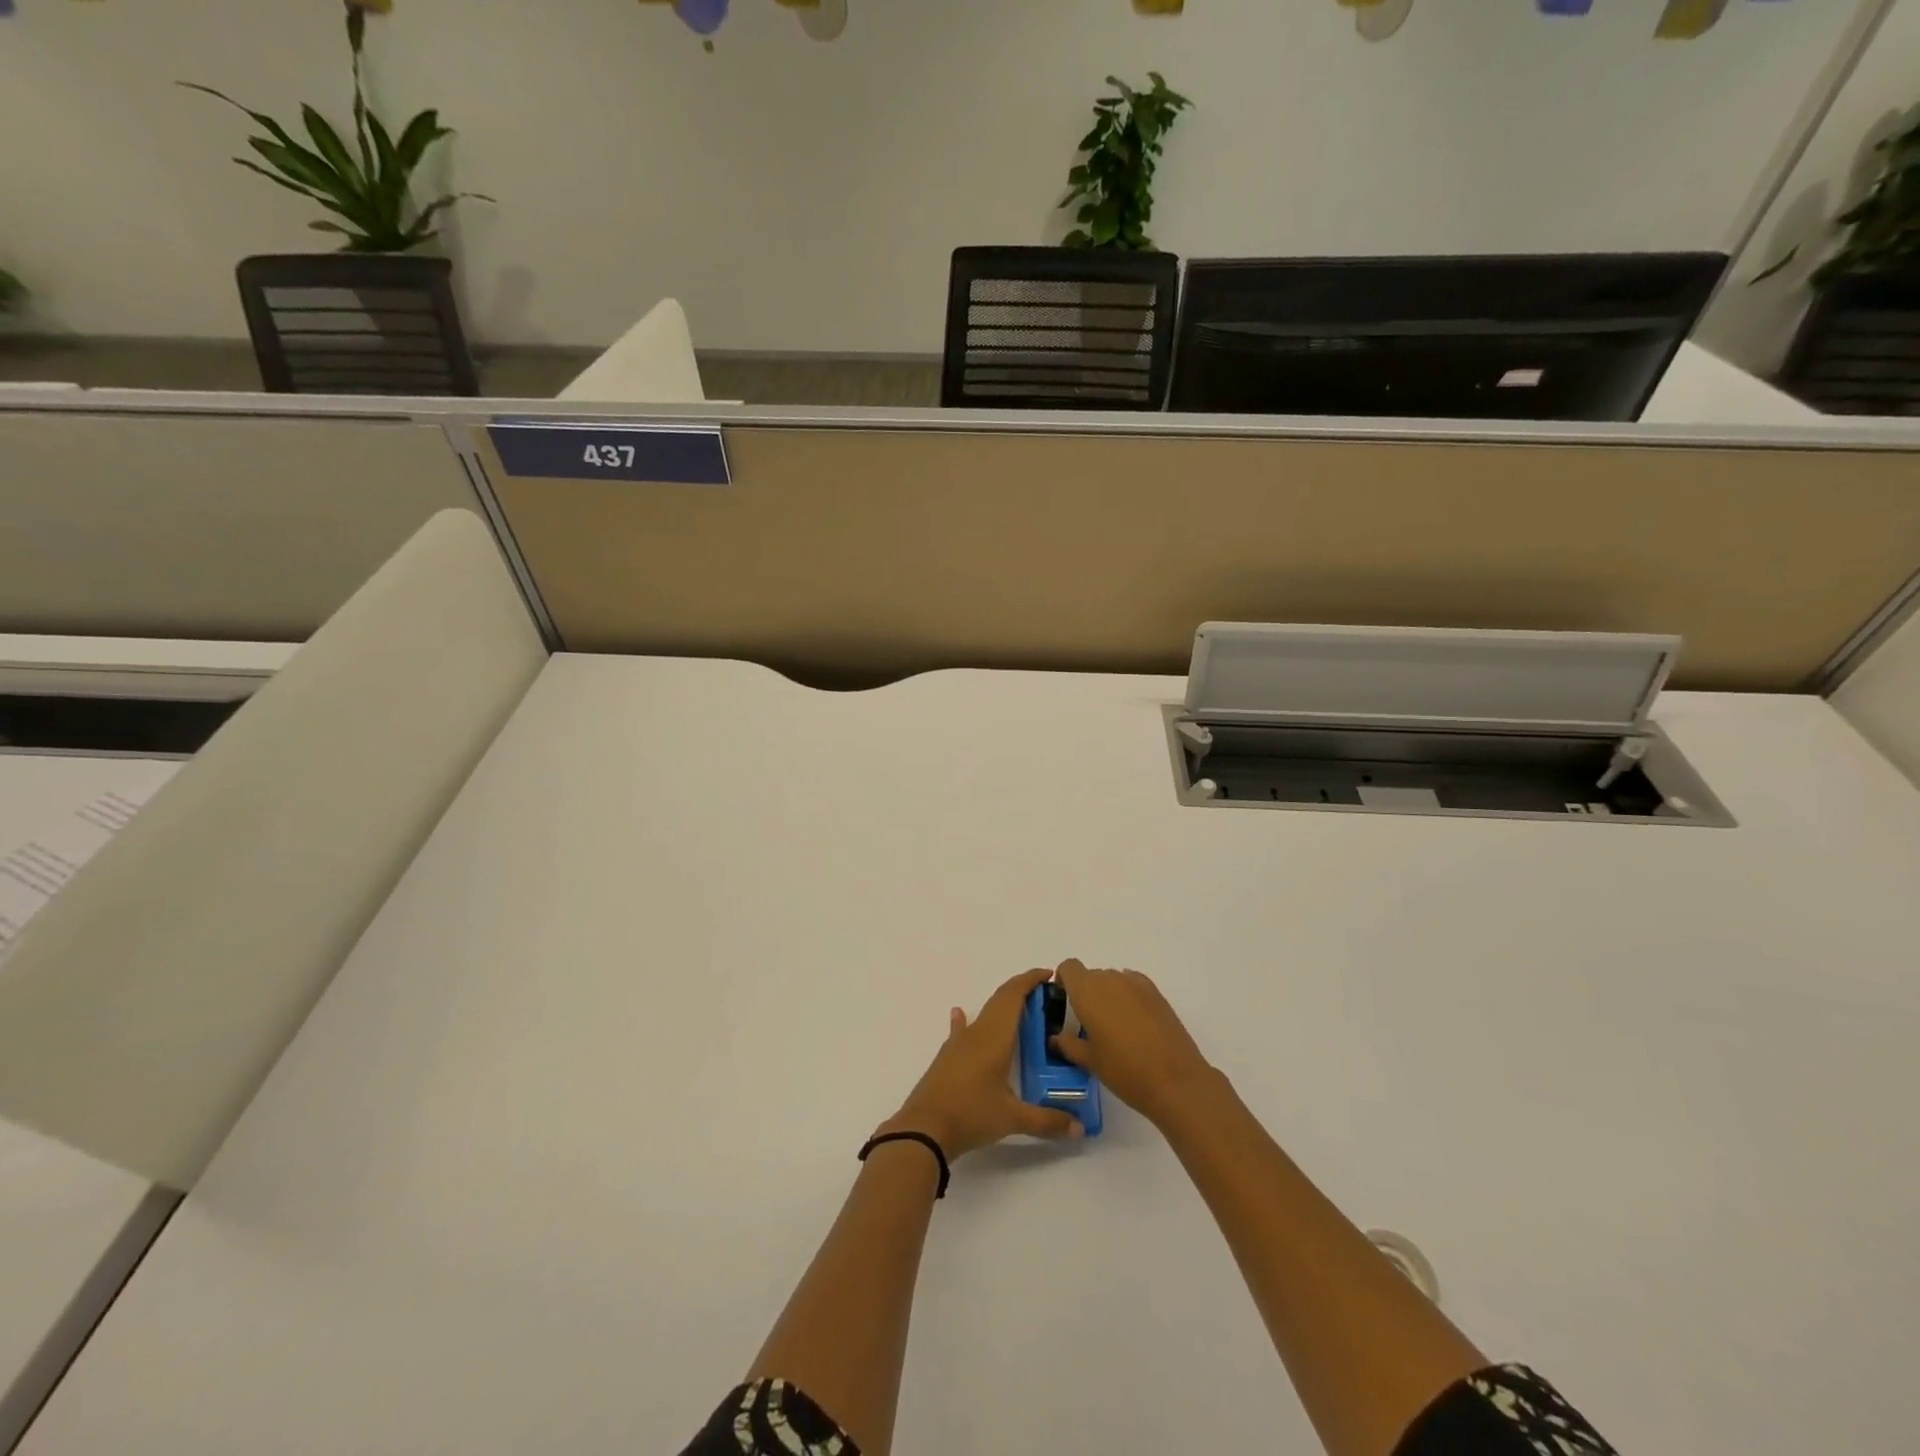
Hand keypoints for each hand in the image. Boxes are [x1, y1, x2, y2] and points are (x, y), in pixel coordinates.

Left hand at [881, 968, 1083, 1158]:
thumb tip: (1080, 1129)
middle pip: (1000, 999)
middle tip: (1045, 995)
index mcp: (995, 1037)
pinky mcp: (947, 1057)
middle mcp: (977, 1032)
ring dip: (1001, 1006)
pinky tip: (959, 1014)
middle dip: (1021, 991)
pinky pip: (961, 1030)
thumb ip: (1048, 1121)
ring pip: (984, 1013)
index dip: (1030, 981)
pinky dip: (966, 1019)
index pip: (1013, 996)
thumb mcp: (1012, 1119)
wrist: (924, 1129)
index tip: (1049, 975)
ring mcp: (959, 1043)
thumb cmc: (971, 1114)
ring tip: (1019, 1009)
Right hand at [1051, 959, 1216, 1127]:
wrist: (1175, 1081)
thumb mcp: (1090, 1061)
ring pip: (1113, 980)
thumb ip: (1068, 1044)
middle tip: (1089, 1024)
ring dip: (1108, 996)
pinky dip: (1128, 997)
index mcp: (1088, 991)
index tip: (1065, 1004)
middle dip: (1086, 994)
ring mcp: (1136, 984)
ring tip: (1115, 1028)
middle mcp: (1110, 979)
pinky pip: (1133, 986)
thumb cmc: (1124, 1071)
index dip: (1064, 981)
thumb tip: (1056, 1038)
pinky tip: (1134, 1024)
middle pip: (1091, 976)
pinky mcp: (1157, 993)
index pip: (1069, 968)